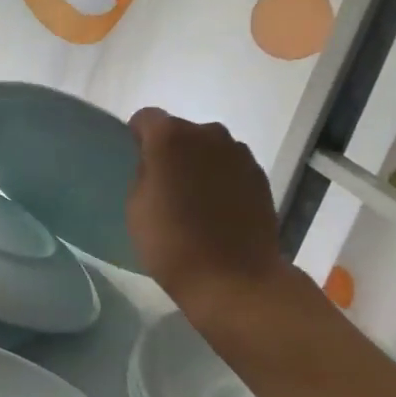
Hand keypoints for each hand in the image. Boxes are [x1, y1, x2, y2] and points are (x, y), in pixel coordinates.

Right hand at [126, 108, 289, 312]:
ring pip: (209, 149)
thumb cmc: (171, 243)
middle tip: (165, 186)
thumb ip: (144, 173)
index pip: (146, 118)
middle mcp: (208, 134)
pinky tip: (217, 211)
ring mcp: (239, 154)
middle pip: (181, 131)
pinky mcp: (259, 175)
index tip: (136, 162)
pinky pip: (230, 167)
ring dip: (199, 164)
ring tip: (194, 201)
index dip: (137, 136)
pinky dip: (222, 180)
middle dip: (171, 151)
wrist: (234, 278)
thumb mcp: (136, 207)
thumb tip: (156, 164)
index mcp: (170, 137)